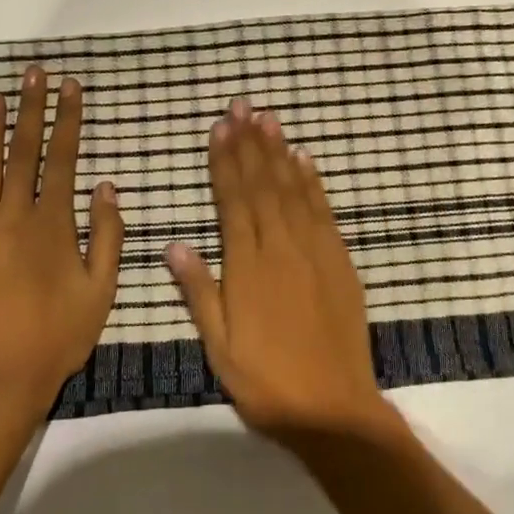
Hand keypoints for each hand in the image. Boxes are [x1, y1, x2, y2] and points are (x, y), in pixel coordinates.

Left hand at [0, 66, 123, 415]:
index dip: (67, 120)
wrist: (2, 381)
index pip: (62, 159)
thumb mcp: (102, 288)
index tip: (69, 87)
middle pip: (23, 152)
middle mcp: (14, 218)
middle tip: (32, 73)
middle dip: (30, 109)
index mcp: (53, 224)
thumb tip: (105, 186)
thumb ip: (106, 234)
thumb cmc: (60, 334)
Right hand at [165, 99, 396, 440]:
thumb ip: (198, 292)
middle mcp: (281, 248)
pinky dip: (313, 182)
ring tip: (268, 118)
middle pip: (263, 185)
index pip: (233, 202)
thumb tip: (173, 245)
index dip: (224, 163)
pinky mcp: (340, 260)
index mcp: (248, 267)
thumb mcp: (219, 347)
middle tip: (241, 106)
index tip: (218, 129)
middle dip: (250, 143)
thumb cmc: (266, 381)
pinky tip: (304, 159)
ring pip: (293, 189)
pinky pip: (323, 210)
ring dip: (279, 151)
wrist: (333, 407)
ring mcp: (315, 250)